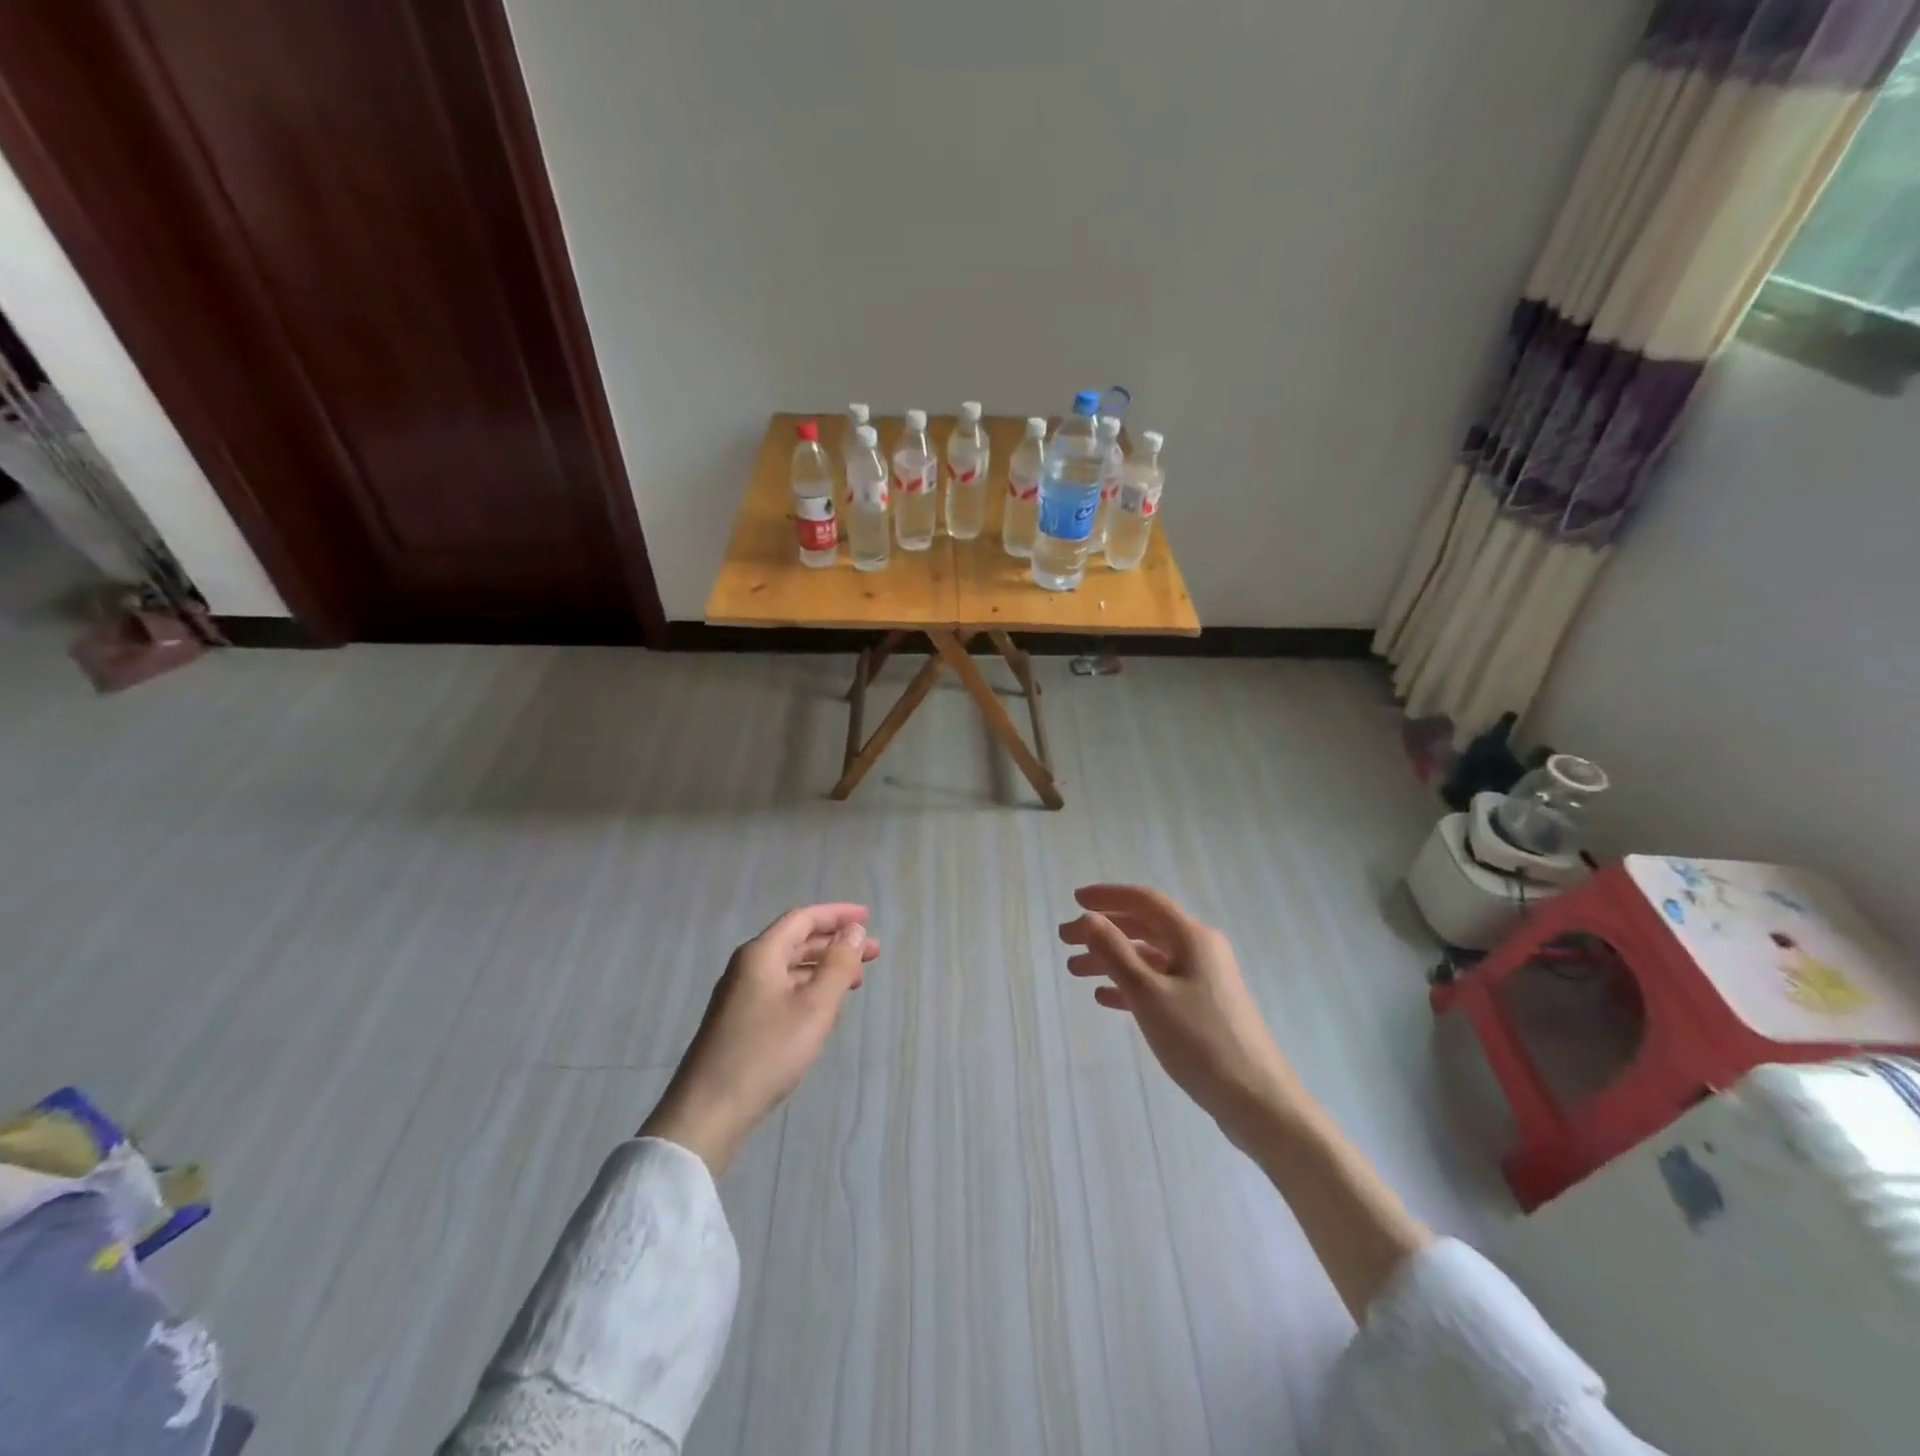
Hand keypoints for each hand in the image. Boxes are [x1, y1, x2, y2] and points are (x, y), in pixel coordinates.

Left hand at [641, 904, 879, 1174]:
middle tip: (873, 954)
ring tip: (855, 982)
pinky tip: (824, 1010)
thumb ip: (838, 965)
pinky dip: (808, 989)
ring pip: (789, 968)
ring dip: (823, 968)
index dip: (837, 915)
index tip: (868, 917)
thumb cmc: (766, 1052)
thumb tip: (854, 930)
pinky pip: (781, 990)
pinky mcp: (739, 1021)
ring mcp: (740, 995)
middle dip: (835, 943)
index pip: (803, 919)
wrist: (708, 1111)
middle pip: (796, 941)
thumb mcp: (814, 1007)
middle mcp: (747, 967)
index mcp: (761, 954)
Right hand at [1060, 885, 1305, 1148]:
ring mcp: (1204, 980)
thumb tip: (1088, 918)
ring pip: (1149, 958)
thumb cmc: (1199, 1041)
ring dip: (1112, 959)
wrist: (1256, 1100)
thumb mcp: (1148, 993)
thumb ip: (1114, 952)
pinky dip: (1130, 985)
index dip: (1108, 896)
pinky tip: (1105, 998)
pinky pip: (1159, 983)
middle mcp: (1200, 950)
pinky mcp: (1204, 1007)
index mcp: (1192, 937)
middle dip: (1103, 930)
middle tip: (1065, 940)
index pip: (1144, 901)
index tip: (1075, 900)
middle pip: (1144, 927)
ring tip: (1075, 971)